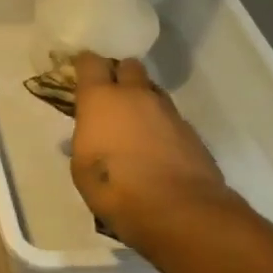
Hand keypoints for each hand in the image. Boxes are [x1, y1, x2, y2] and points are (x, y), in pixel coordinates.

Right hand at [71, 55, 235, 245]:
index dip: (85, 64)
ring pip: (152, 91)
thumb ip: (86, 138)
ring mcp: (167, 112)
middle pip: (129, 67)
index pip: (91, 63)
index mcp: (100, 99)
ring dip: (142, 99)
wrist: (177, 210)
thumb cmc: (113, 187)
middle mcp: (135, 96)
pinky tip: (155, 146)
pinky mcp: (191, 132)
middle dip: (120, 74)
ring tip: (134, 122)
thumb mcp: (81, 165)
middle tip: (111, 94)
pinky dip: (160, 125)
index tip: (80, 70)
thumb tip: (91, 134)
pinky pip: (170, 117)